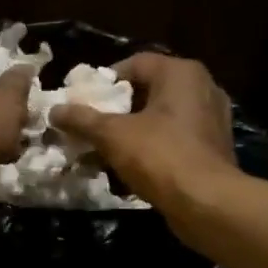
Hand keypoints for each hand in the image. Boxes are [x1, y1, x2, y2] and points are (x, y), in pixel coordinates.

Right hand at [50, 52, 235, 206]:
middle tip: (90, 126)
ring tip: (104, 149)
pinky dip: (151, 147)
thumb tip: (54, 110)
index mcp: (180, 73)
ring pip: (159, 117)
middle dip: (115, 110)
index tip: (84, 102)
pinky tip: (129, 167)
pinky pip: (173, 138)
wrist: (207, 203)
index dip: (104, 82)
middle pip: (146, 91)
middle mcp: (201, 88)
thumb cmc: (159, 155)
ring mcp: (211, 119)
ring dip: (131, 131)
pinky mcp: (213, 147)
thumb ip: (82, 119)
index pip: (134, 64)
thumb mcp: (112, 134)